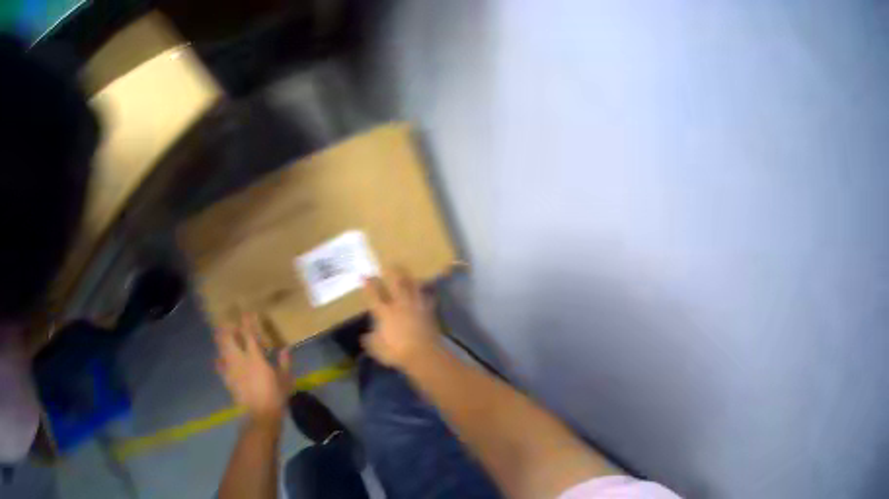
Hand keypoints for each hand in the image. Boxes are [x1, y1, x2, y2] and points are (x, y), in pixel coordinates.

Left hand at [214, 314, 291, 423]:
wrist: (259, 416)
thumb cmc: (275, 397)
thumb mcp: (285, 380)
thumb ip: (285, 363)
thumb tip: (286, 349)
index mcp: (255, 357)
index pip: (249, 334)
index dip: (247, 321)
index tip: (248, 313)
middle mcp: (239, 359)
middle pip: (228, 338)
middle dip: (227, 328)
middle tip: (230, 323)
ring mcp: (231, 369)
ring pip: (221, 349)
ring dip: (221, 339)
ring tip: (223, 335)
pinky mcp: (227, 380)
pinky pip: (219, 365)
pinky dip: (219, 359)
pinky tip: (220, 358)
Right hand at [362, 267, 440, 368]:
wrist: (424, 354)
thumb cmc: (397, 352)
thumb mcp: (377, 349)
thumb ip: (370, 341)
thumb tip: (365, 336)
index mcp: (385, 313)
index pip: (374, 295)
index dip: (368, 285)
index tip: (364, 276)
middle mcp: (400, 305)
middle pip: (396, 284)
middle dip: (392, 273)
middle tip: (390, 264)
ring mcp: (416, 307)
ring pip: (413, 288)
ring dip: (410, 279)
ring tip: (408, 273)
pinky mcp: (429, 312)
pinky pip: (429, 299)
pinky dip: (428, 294)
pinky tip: (428, 291)